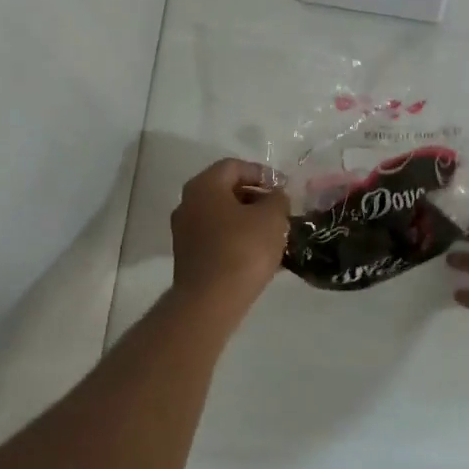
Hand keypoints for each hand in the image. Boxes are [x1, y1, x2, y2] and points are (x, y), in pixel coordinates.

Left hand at [170, 158, 289, 308]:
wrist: (210, 301)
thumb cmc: (242, 250)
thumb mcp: (272, 217)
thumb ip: (277, 199)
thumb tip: (275, 197)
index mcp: (204, 186)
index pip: (235, 166)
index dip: (262, 173)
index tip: (284, 188)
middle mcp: (188, 203)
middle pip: (226, 190)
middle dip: (256, 198)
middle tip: (281, 211)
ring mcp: (185, 232)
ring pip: (223, 216)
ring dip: (248, 220)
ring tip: (275, 234)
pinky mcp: (189, 257)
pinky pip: (218, 238)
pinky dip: (238, 239)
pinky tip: (260, 254)